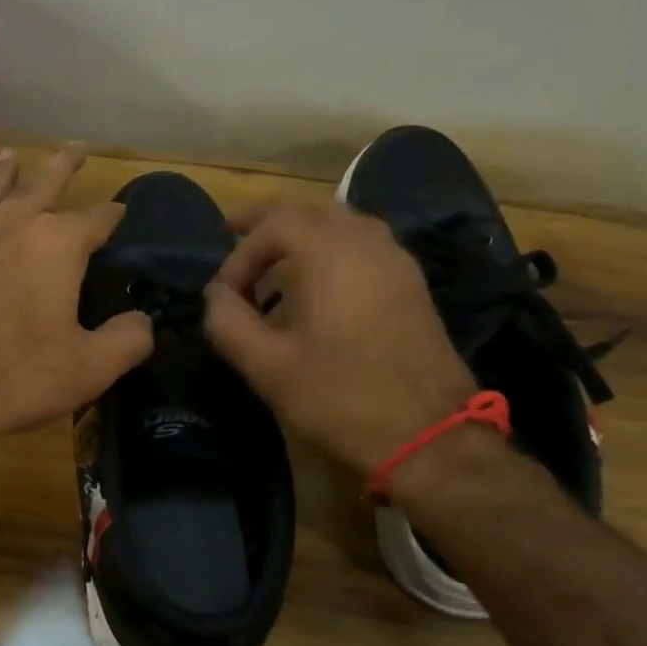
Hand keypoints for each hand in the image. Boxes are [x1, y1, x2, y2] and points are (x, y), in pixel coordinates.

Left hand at [0, 146, 154, 460]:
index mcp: (55, 247)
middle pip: (40, 189)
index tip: (125, 211)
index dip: (114, 215)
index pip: (96, 220)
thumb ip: (128, 340)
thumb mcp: (90, 368)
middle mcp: (8, 232)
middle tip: (76, 148)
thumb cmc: (14, 377)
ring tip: (9, 155)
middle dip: (61, 168)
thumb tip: (144, 322)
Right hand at [202, 200, 476, 475]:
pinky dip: (331, 249)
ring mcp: (397, 262)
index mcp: (332, 254)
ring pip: (342, 223)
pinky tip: (318, 284)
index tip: (224, 295)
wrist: (432, 436)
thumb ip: (230, 324)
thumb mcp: (270, 368)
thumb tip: (215, 296)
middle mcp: (368, 243)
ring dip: (302, 232)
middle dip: (268, 222)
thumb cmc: (342, 399)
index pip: (275, 223)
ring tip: (274, 258)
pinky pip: (364, 245)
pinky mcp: (412, 286)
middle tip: (235, 234)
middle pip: (311, 210)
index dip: (240, 253)